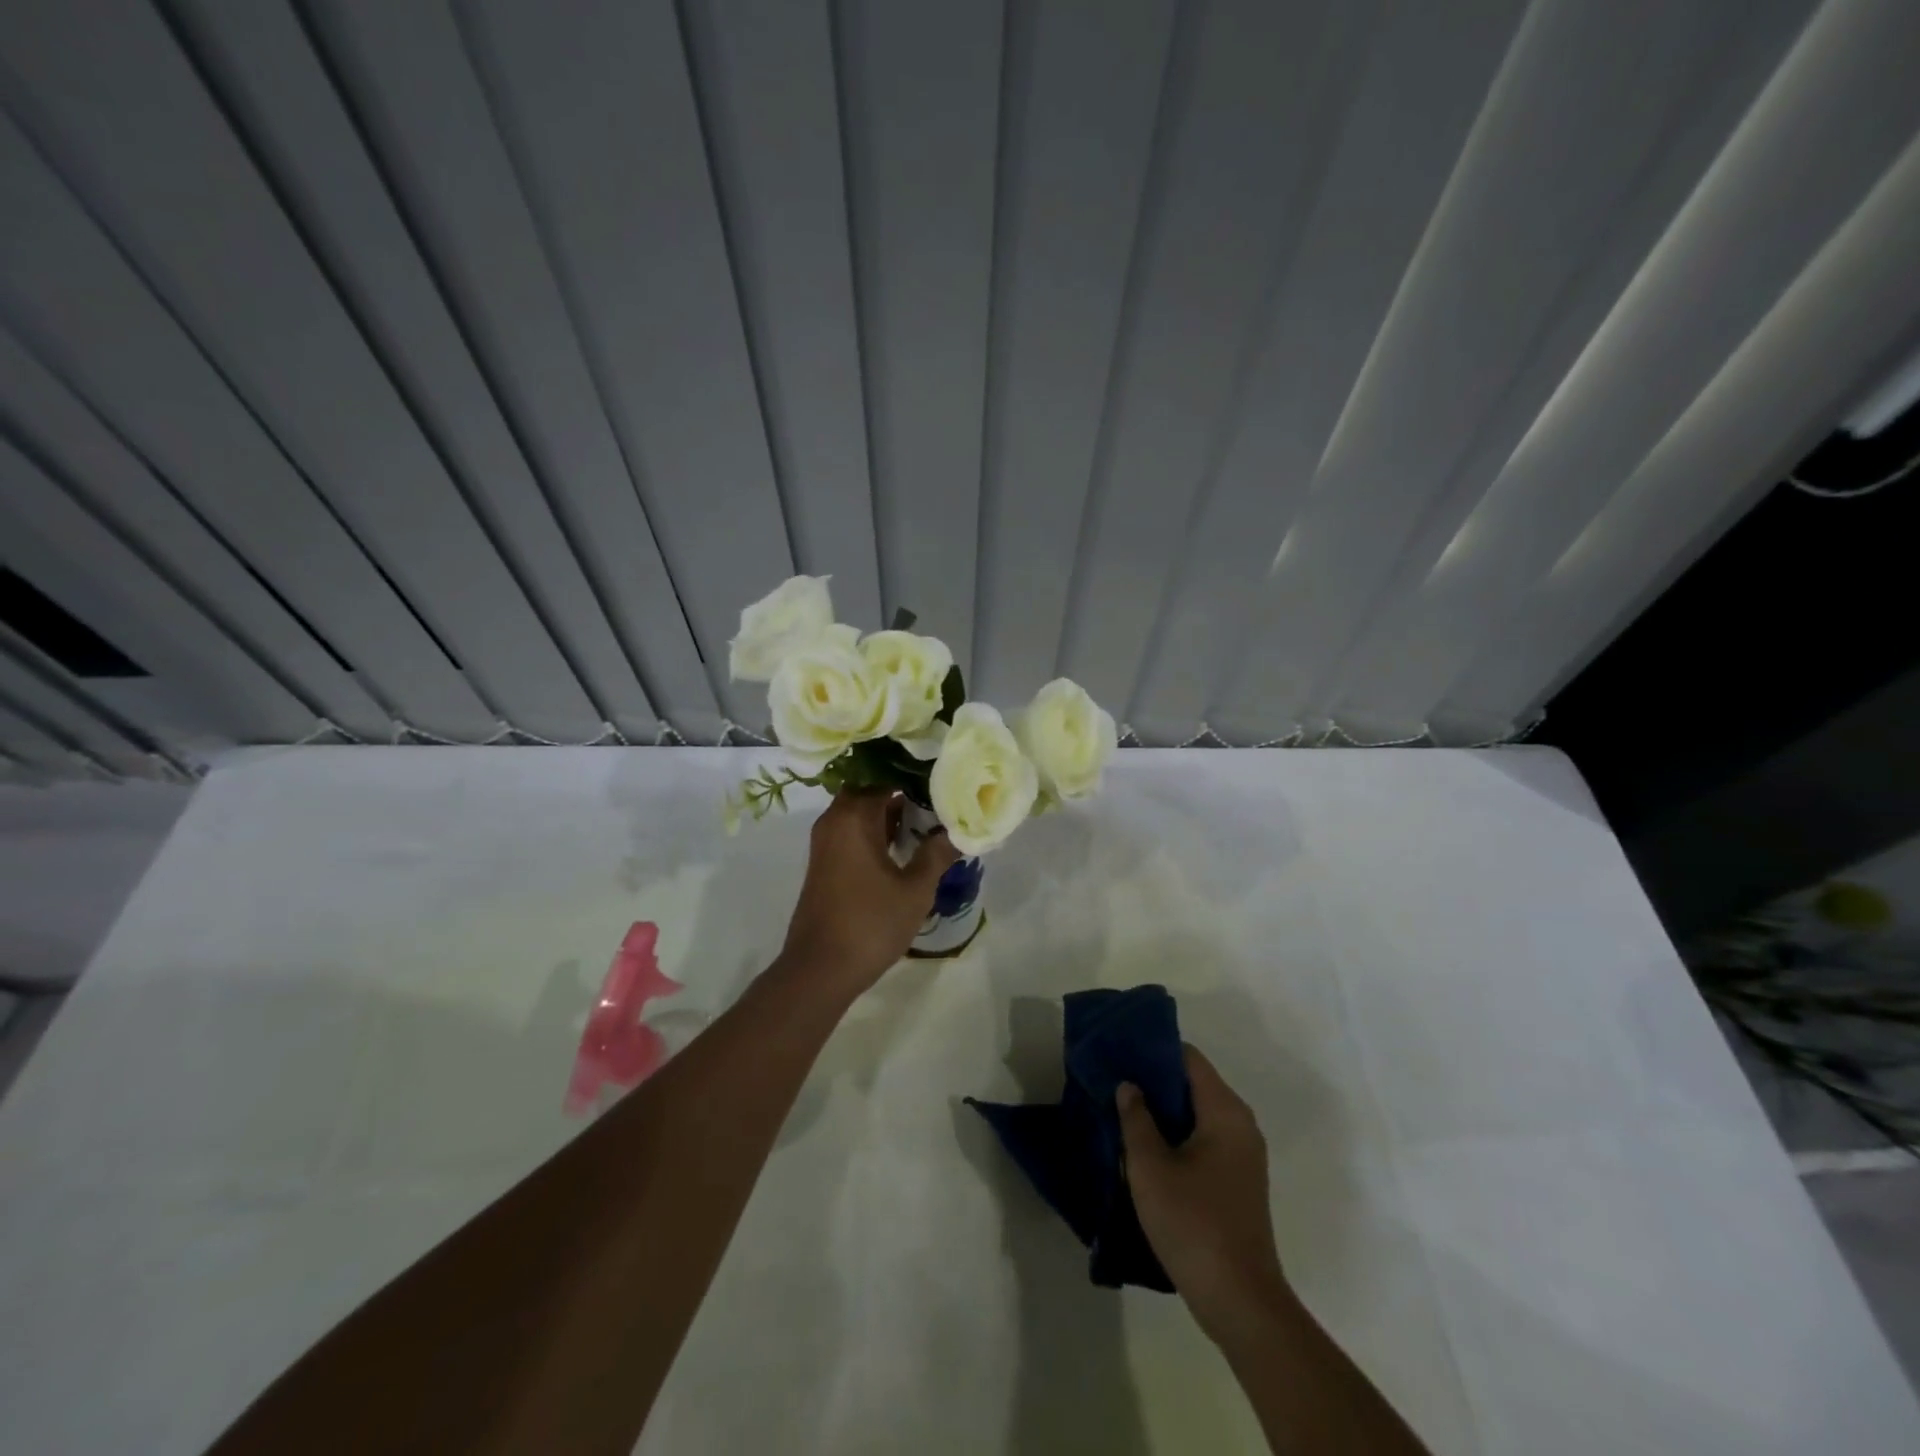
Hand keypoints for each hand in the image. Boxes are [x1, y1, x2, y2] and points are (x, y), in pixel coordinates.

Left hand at [777, 790, 959, 997]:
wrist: (819, 970)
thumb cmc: (870, 924)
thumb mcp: (914, 890)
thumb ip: (937, 854)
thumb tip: (959, 831)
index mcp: (853, 816)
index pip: (886, 776)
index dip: (916, 775)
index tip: (945, 778)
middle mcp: (835, 820)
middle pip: (873, 791)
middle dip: (906, 793)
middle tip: (943, 798)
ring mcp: (827, 842)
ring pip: (863, 813)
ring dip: (893, 815)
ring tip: (933, 820)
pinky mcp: (827, 863)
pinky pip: (855, 833)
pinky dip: (879, 833)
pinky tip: (908, 846)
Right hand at [1118, 1046, 1292, 1344]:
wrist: (1240, 1301)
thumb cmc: (1193, 1223)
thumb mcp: (1150, 1167)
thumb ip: (1136, 1118)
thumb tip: (1129, 1085)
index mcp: (1225, 1111)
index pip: (1188, 1058)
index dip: (1153, 1051)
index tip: (1120, 1053)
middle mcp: (1240, 1124)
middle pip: (1193, 1084)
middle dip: (1154, 1082)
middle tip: (1114, 1083)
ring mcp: (1243, 1155)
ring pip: (1197, 1115)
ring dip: (1163, 1113)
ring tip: (1122, 1113)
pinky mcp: (1238, 1181)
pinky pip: (1204, 1140)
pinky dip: (1176, 1137)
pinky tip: (1145, 1150)